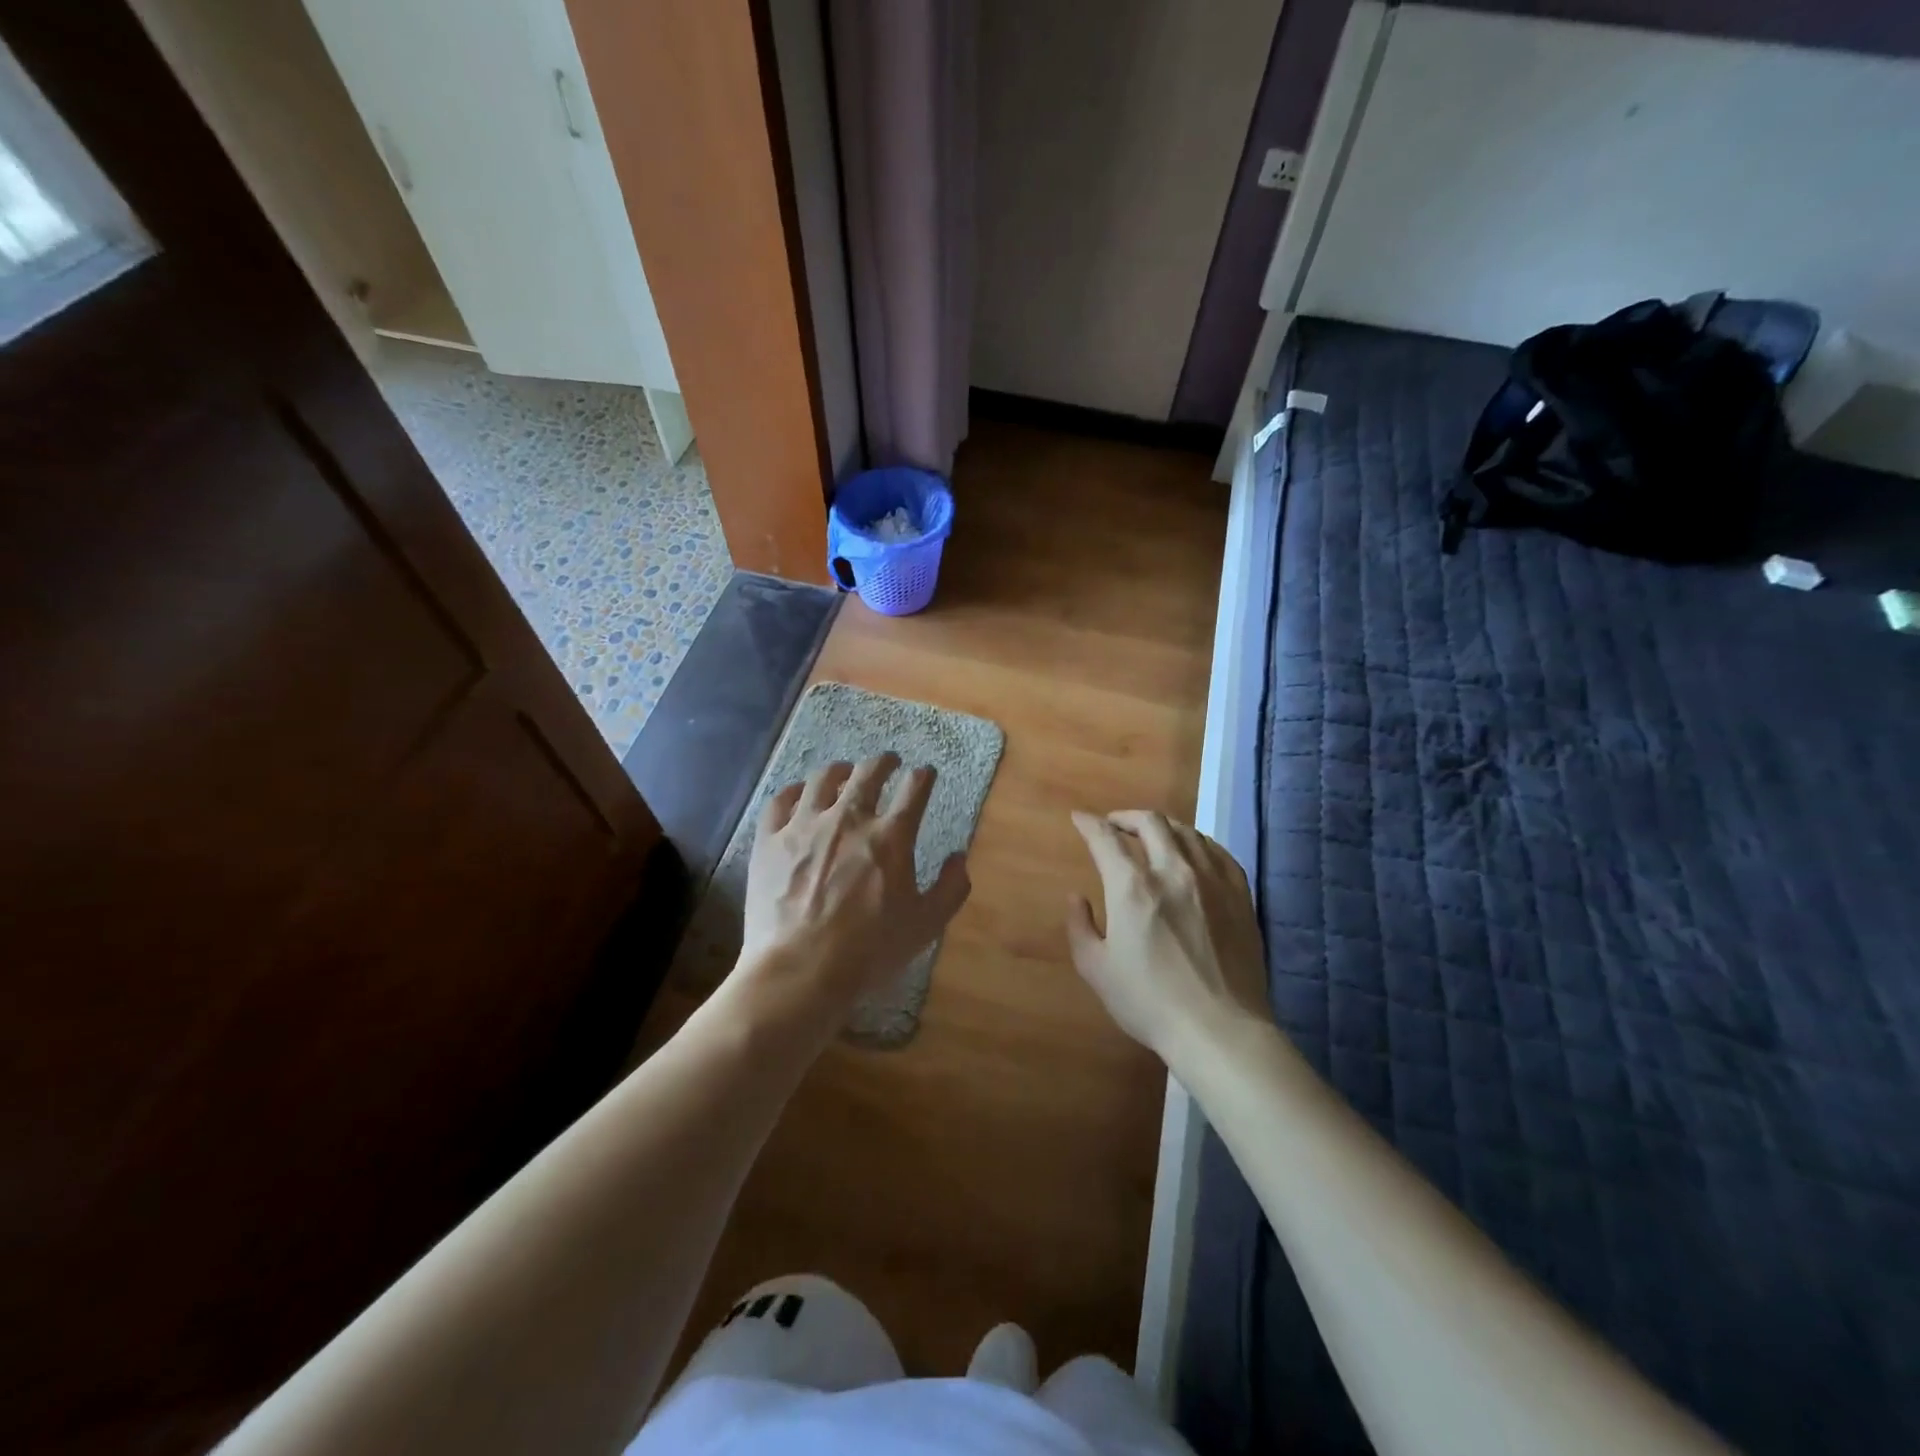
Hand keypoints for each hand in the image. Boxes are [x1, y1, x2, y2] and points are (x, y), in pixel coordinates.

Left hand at [736, 753, 970, 1016]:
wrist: (800, 970)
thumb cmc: (869, 952)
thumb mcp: (926, 926)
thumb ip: (951, 888)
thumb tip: (959, 857)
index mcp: (891, 837)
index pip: (914, 789)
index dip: (924, 776)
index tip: (926, 774)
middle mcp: (849, 818)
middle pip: (869, 772)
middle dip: (884, 762)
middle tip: (889, 761)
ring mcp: (805, 825)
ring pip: (824, 778)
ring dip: (841, 770)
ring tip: (845, 772)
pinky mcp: (770, 840)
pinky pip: (781, 800)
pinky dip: (795, 791)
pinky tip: (800, 794)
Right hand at [1066, 810, 1270, 1068]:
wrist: (1220, 1029)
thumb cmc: (1150, 1003)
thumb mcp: (1096, 970)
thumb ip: (1080, 927)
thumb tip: (1077, 897)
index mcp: (1132, 887)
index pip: (1105, 838)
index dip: (1089, 824)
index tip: (1080, 819)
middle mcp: (1173, 871)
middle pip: (1150, 822)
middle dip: (1125, 817)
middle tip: (1114, 825)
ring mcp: (1212, 880)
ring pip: (1186, 831)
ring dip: (1162, 826)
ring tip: (1152, 836)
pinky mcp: (1240, 894)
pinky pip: (1218, 851)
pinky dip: (1197, 843)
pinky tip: (1193, 852)